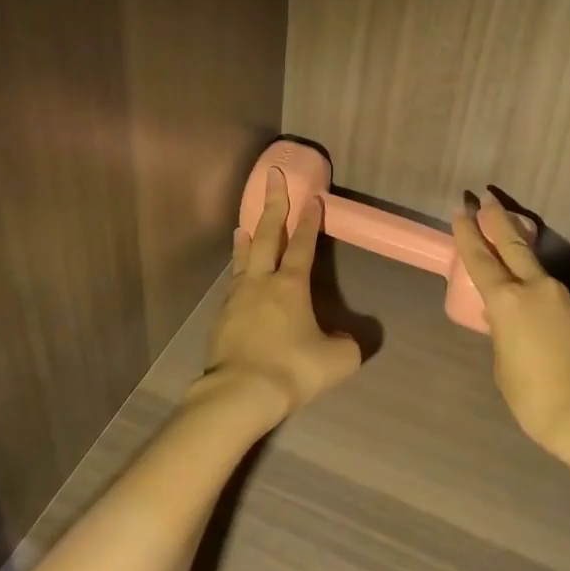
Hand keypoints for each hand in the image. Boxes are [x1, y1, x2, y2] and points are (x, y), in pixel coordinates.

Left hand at [200, 167, 362, 420]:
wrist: (240, 393)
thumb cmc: (292, 370)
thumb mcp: (337, 361)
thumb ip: (348, 345)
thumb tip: (345, 340)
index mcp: (291, 285)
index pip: (302, 244)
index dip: (309, 220)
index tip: (312, 196)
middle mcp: (262, 282)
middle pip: (266, 235)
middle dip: (273, 205)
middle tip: (272, 177)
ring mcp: (237, 297)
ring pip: (243, 256)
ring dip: (248, 236)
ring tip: (246, 222)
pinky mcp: (221, 316)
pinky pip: (233, 282)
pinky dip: (238, 267)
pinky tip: (239, 274)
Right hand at [450, 188, 569, 449]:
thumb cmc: (535, 396)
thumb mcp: (504, 365)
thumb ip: (503, 333)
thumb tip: (508, 319)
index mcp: (507, 301)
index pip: (481, 259)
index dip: (467, 234)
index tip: (461, 210)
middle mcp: (538, 289)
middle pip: (514, 245)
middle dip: (498, 221)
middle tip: (488, 198)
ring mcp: (568, 298)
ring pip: (540, 278)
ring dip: (527, 276)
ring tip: (519, 297)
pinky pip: (561, 304)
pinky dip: (549, 308)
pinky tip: (550, 333)